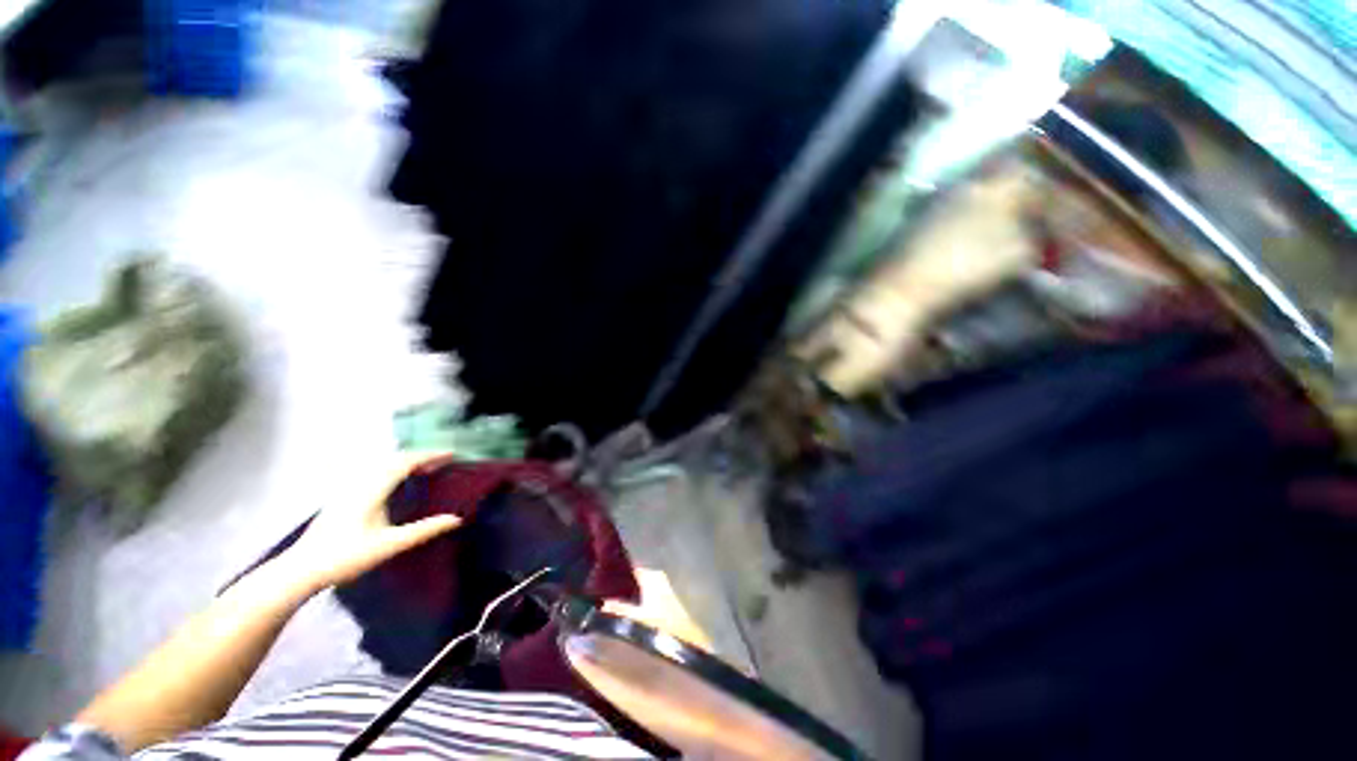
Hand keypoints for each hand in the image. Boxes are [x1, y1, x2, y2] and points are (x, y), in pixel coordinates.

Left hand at [277, 454, 461, 592]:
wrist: (300, 571)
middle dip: (420, 457)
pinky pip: (374, 473)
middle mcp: (360, 483)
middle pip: (394, 459)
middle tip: (442, 463)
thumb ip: (424, 530)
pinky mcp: (341, 498)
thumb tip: (456, 518)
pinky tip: (396, 485)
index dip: (430, 456)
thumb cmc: (346, 557)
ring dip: (406, 463)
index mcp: (373, 489)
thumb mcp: (389, 545)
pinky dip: (392, 471)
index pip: (406, 462)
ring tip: (424, 471)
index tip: (452, 455)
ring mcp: (348, 490)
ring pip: (382, 466)